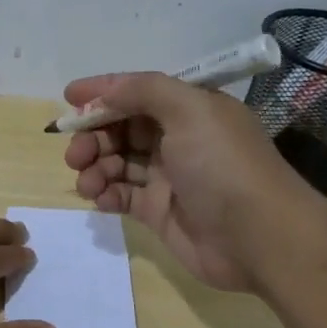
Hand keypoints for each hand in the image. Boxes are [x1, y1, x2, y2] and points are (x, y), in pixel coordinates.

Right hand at [62, 72, 309, 291]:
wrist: (258, 238)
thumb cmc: (223, 166)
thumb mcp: (190, 110)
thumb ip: (144, 90)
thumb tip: (105, 89)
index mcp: (190, 109)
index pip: (138, 92)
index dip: (103, 92)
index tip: (69, 97)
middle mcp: (178, 139)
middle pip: (122, 128)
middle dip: (94, 136)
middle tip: (76, 153)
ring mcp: (167, 177)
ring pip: (116, 162)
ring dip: (94, 166)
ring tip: (87, 181)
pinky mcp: (158, 211)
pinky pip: (121, 195)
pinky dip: (104, 193)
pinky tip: (99, 198)